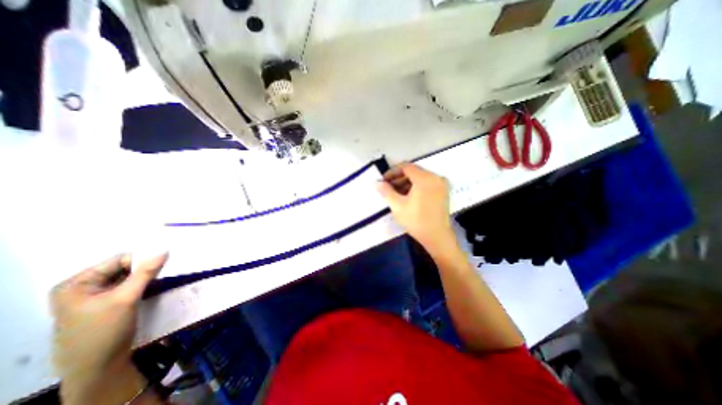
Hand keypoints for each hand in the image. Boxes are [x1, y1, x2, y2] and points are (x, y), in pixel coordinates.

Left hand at [52, 251, 167, 402]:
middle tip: (162, 273)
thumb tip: (164, 250)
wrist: (99, 366)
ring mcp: (94, 297)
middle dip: (144, 270)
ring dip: (145, 278)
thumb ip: (145, 272)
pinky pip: (127, 287)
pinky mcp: (107, 304)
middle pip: (122, 268)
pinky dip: (142, 285)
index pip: (118, 260)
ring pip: (127, 277)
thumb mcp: (126, 298)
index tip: (161, 266)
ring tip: (159, 281)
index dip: (141, 261)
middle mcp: (83, 287)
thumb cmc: (105, 330)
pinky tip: (151, 288)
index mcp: (76, 284)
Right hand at [375, 163, 452, 250]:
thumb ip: (386, 191)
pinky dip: (416, 187)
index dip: (392, 172)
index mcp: (425, 178)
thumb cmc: (416, 221)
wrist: (437, 237)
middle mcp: (436, 177)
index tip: (384, 180)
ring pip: (420, 178)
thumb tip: (377, 182)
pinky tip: (407, 196)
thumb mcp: (397, 206)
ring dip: (406, 183)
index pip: (406, 167)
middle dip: (399, 178)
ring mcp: (441, 184)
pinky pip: (426, 183)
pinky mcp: (443, 192)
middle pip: (414, 171)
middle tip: (388, 187)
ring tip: (395, 193)